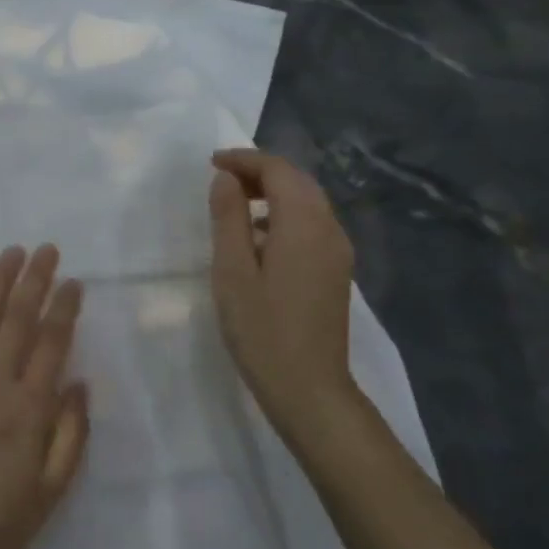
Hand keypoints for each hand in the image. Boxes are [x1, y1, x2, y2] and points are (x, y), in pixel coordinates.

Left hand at [0, 244, 89, 548]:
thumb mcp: (51, 491)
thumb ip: (70, 434)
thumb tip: (78, 382)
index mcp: (28, 408)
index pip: (52, 343)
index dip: (64, 308)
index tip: (74, 281)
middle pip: (17, 320)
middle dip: (34, 280)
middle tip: (46, 249)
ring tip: (9, 253)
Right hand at [207, 150, 357, 436]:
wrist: (309, 389)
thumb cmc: (262, 329)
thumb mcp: (232, 270)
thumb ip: (228, 218)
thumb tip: (226, 179)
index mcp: (304, 225)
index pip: (279, 171)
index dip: (245, 160)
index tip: (211, 163)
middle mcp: (330, 230)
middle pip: (298, 182)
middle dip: (260, 171)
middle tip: (220, 177)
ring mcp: (337, 252)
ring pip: (307, 202)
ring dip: (273, 191)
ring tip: (234, 202)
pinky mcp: (335, 271)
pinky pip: (311, 225)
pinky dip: (284, 214)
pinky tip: (257, 236)